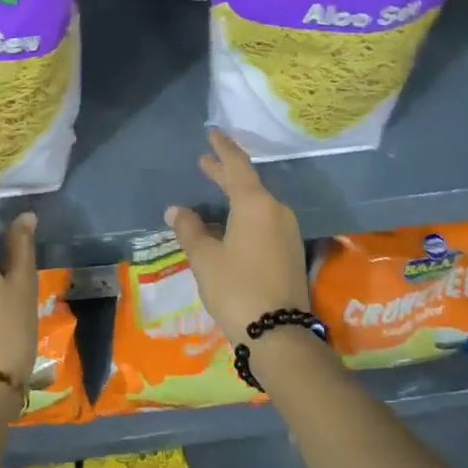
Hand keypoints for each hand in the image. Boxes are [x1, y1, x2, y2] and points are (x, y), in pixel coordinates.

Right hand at [165, 129, 308, 340]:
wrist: (279, 334)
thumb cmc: (237, 288)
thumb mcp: (205, 259)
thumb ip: (190, 229)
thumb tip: (176, 210)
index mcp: (255, 204)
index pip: (237, 166)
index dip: (223, 149)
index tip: (212, 133)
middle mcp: (276, 211)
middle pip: (248, 183)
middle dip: (225, 172)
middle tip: (205, 162)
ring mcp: (287, 232)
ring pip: (257, 204)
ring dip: (235, 195)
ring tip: (215, 191)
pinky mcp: (290, 252)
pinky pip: (264, 221)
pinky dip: (245, 214)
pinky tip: (230, 224)